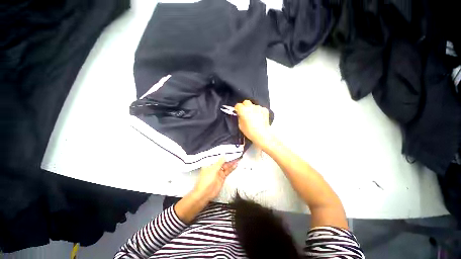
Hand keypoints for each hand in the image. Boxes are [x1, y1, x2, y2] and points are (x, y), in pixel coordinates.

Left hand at [193, 158, 238, 201]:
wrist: (205, 194)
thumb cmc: (205, 181)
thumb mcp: (213, 170)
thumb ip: (219, 162)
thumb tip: (223, 155)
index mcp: (209, 164)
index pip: (217, 157)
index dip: (223, 154)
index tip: (228, 151)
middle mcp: (214, 167)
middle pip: (223, 161)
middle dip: (228, 158)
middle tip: (235, 154)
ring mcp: (218, 172)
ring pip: (226, 166)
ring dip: (231, 163)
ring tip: (237, 159)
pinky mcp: (222, 177)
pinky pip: (228, 171)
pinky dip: (232, 168)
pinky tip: (235, 165)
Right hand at [234, 100, 272, 148]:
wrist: (262, 134)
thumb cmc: (250, 131)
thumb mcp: (240, 126)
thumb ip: (240, 118)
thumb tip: (241, 115)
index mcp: (243, 110)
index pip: (238, 105)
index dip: (237, 109)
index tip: (238, 112)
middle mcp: (250, 107)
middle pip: (246, 102)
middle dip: (244, 106)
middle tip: (245, 112)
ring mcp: (258, 107)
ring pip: (253, 105)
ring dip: (252, 109)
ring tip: (253, 116)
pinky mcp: (264, 110)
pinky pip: (260, 108)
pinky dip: (259, 111)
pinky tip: (259, 118)